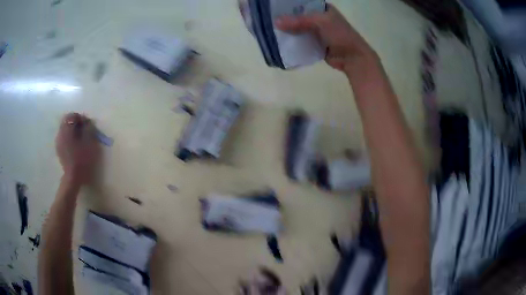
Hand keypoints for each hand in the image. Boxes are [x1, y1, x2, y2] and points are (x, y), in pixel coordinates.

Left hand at [55, 113, 100, 184]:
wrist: (73, 178)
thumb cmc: (82, 159)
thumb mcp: (89, 142)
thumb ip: (88, 128)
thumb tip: (87, 122)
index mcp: (66, 129)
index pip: (72, 115)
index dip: (81, 118)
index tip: (88, 125)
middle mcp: (60, 133)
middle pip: (67, 121)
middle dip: (76, 123)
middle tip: (84, 130)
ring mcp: (58, 142)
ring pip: (65, 130)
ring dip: (72, 131)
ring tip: (80, 139)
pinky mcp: (59, 150)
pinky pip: (64, 138)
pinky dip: (69, 138)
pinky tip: (75, 146)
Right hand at [275, 4, 375, 73]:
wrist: (353, 58)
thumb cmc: (340, 35)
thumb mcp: (321, 22)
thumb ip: (299, 21)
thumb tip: (276, 22)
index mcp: (323, 8)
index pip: (302, 3)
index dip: (289, 5)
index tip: (273, 8)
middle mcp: (319, 18)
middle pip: (299, 16)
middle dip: (286, 19)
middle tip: (268, 20)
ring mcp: (318, 32)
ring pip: (299, 29)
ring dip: (288, 31)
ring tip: (271, 30)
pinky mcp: (316, 44)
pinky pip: (302, 40)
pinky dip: (294, 41)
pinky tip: (281, 42)